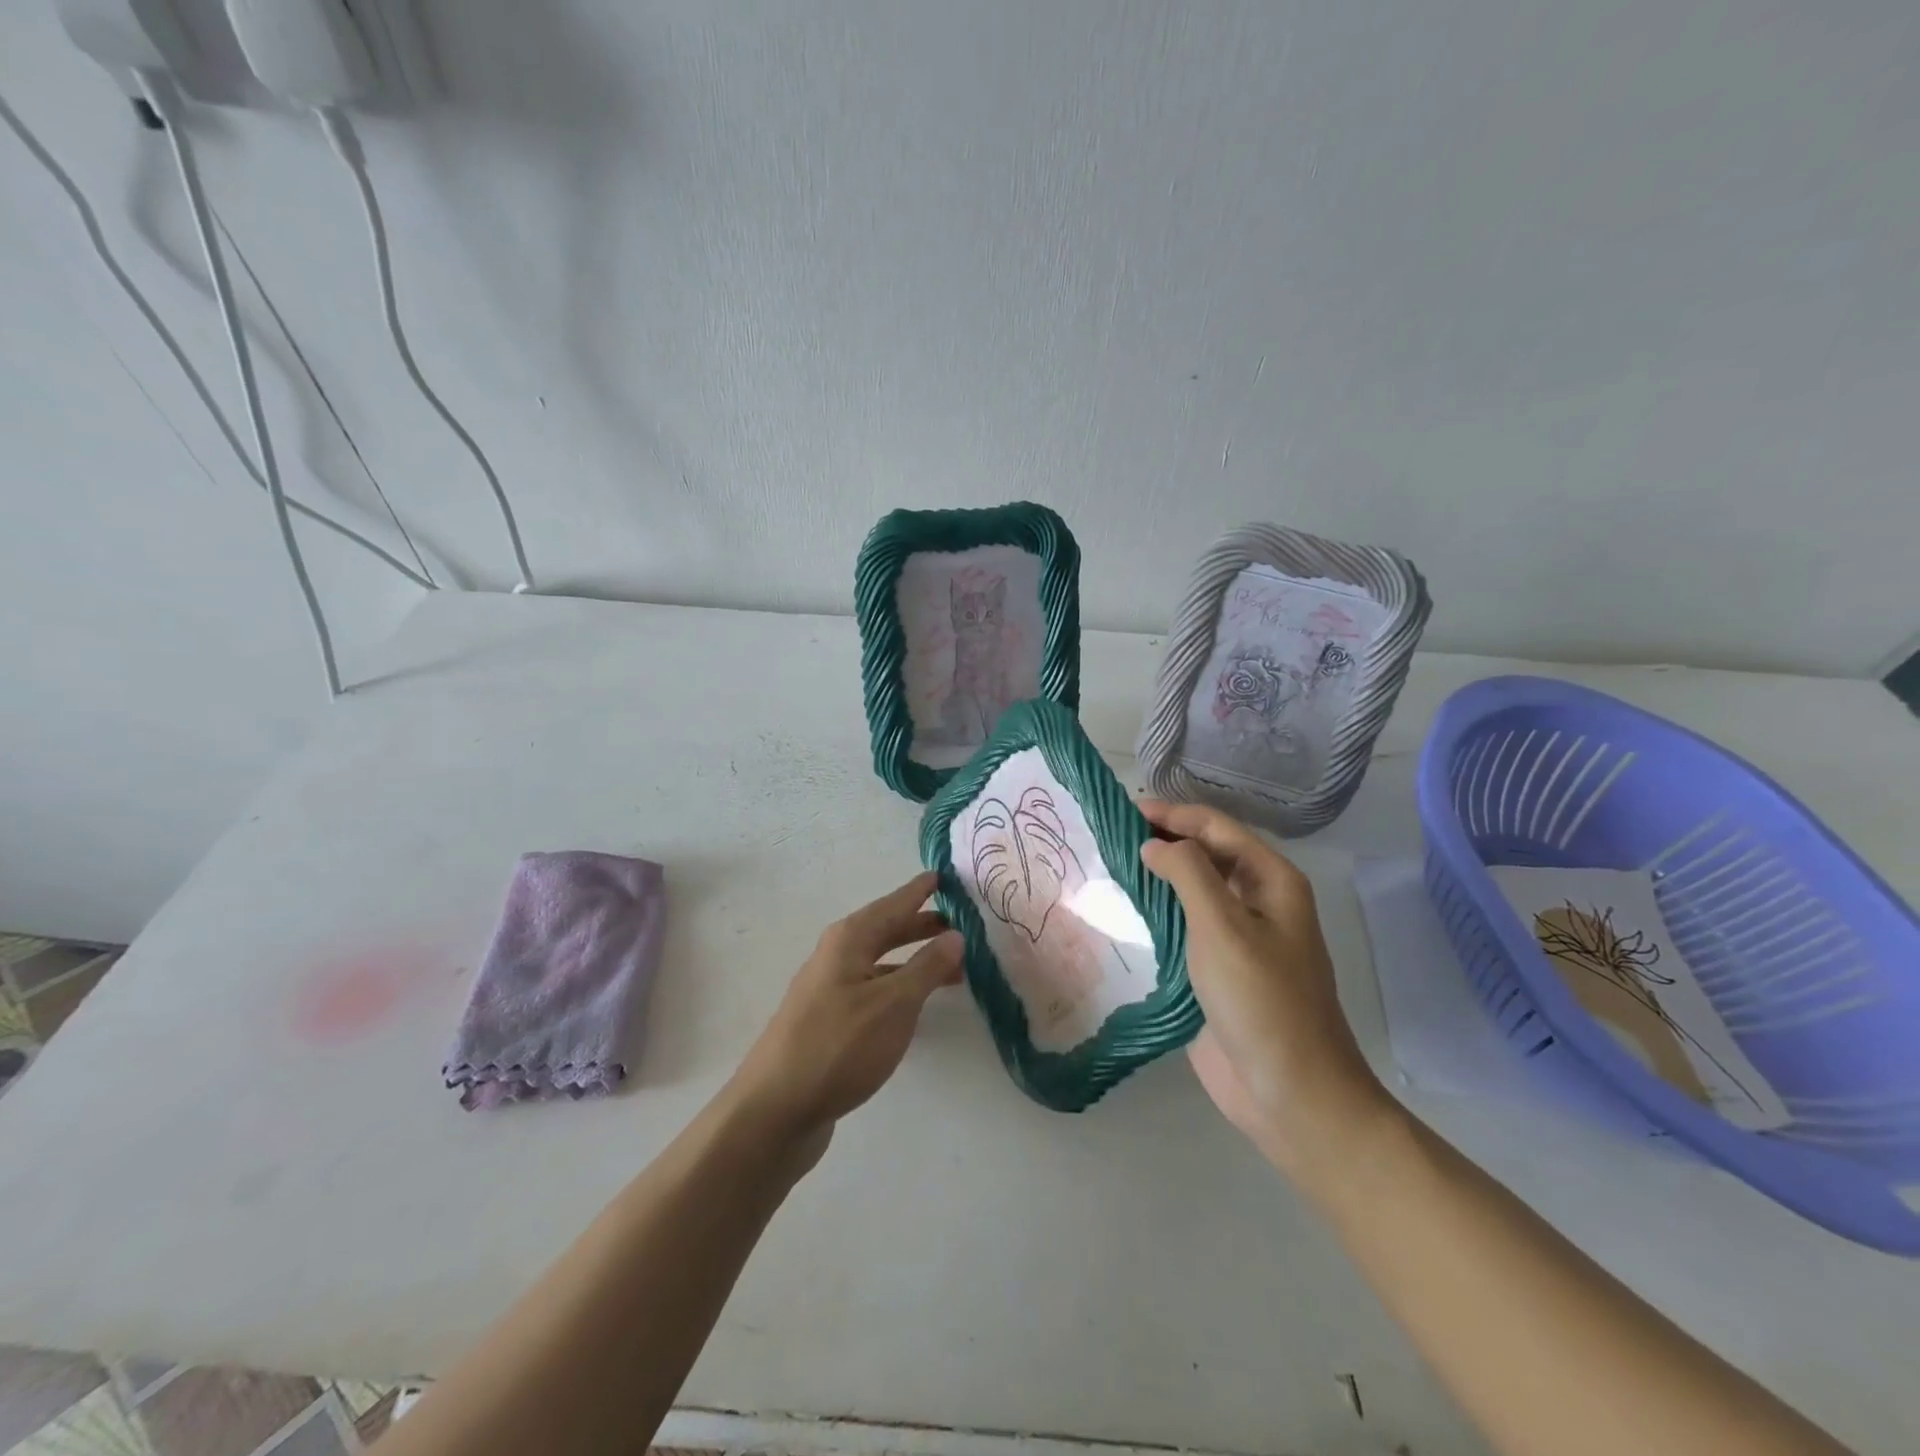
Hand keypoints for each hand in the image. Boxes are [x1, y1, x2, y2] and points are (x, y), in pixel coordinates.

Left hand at [732, 871, 961, 1143]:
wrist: (776, 1109)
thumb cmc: (839, 1045)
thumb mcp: (894, 1003)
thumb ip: (927, 967)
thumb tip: (955, 934)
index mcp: (849, 940)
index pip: (893, 904)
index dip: (919, 891)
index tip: (944, 875)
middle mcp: (836, 957)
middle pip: (885, 931)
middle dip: (921, 926)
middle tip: (959, 924)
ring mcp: (829, 991)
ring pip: (880, 963)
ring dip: (914, 961)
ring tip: (952, 969)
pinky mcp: (828, 1023)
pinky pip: (873, 990)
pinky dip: (899, 988)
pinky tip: (915, 1007)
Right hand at [1138, 800, 1390, 1176]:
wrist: (1290, 1093)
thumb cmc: (1262, 1001)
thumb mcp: (1224, 926)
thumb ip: (1188, 874)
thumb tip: (1153, 844)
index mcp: (1270, 881)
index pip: (1215, 827)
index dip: (1171, 813)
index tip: (1122, 808)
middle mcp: (1255, 901)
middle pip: (1204, 854)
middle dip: (1162, 839)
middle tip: (1108, 834)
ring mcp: (1236, 937)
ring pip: (1191, 891)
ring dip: (1154, 875)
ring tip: (1107, 864)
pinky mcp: (1215, 969)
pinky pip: (1182, 928)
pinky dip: (1154, 912)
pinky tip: (1121, 910)